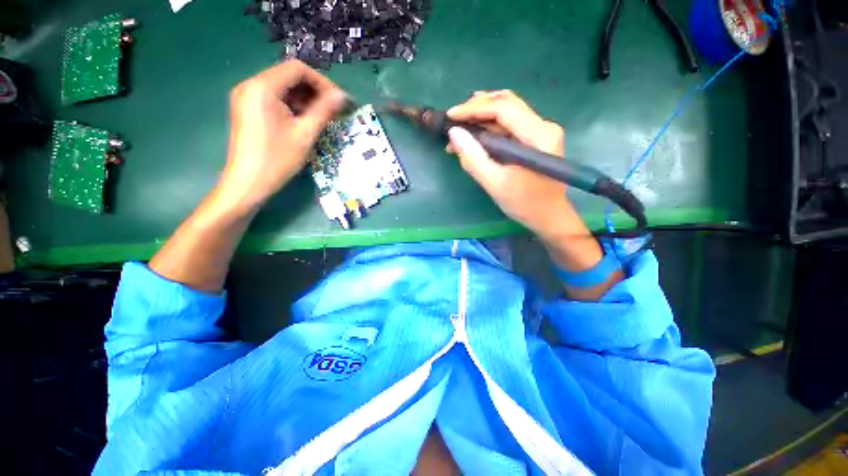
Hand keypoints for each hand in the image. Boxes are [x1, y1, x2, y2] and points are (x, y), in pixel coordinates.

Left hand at [218, 60, 346, 210]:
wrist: (248, 183)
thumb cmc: (278, 159)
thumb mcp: (305, 134)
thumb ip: (324, 111)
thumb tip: (342, 96)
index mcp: (262, 87)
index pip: (297, 69)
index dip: (321, 82)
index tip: (337, 101)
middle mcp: (250, 85)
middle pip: (288, 77)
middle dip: (313, 92)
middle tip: (332, 112)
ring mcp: (246, 97)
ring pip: (281, 88)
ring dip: (303, 100)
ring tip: (319, 119)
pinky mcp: (246, 109)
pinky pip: (273, 99)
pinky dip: (291, 107)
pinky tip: (302, 123)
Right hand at [446, 90, 572, 239]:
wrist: (548, 217)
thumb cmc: (525, 204)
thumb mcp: (495, 184)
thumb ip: (474, 159)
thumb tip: (454, 133)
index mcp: (538, 136)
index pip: (504, 108)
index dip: (474, 109)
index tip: (450, 116)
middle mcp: (543, 126)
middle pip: (507, 103)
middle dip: (477, 108)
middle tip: (454, 120)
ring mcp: (541, 131)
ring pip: (507, 112)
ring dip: (481, 118)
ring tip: (459, 130)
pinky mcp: (535, 139)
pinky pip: (509, 125)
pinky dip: (489, 128)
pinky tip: (474, 137)